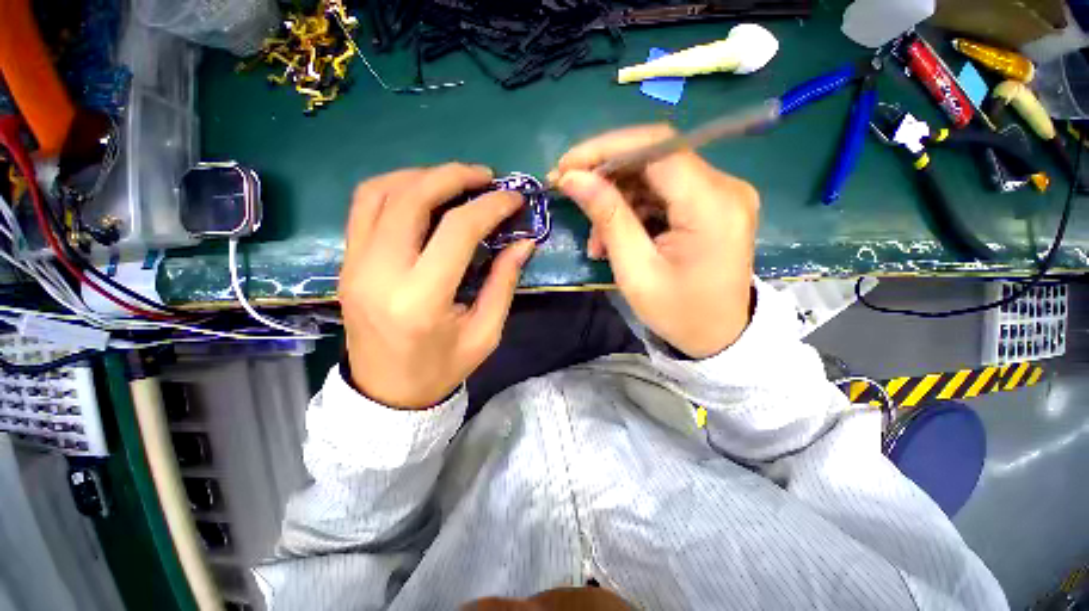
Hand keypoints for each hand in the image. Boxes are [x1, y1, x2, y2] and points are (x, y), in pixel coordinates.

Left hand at [338, 164, 534, 408]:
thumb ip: (504, 282)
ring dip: (422, 176)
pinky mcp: (345, 263)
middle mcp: (380, 274)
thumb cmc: (442, 368)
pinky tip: (422, 193)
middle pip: (411, 199)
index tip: (514, 198)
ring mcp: (353, 265)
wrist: (387, 393)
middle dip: (453, 176)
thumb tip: (524, 241)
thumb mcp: (485, 332)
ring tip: (455, 180)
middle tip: (485, 176)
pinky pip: (363, 207)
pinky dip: (395, 188)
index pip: (457, 231)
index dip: (490, 206)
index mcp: (421, 299)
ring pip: (380, 193)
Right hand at [553, 125, 757, 358]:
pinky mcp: (712, 204)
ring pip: (655, 175)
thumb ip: (607, 217)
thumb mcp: (635, 270)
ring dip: (618, 199)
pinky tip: (616, 237)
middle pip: (655, 156)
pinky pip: (664, 192)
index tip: (566, 167)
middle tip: (571, 193)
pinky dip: (634, 209)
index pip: (656, 147)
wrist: (720, 337)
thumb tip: (573, 178)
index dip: (605, 149)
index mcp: (711, 205)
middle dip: (606, 173)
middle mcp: (725, 187)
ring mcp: (722, 194)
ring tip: (596, 239)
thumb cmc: (678, 313)